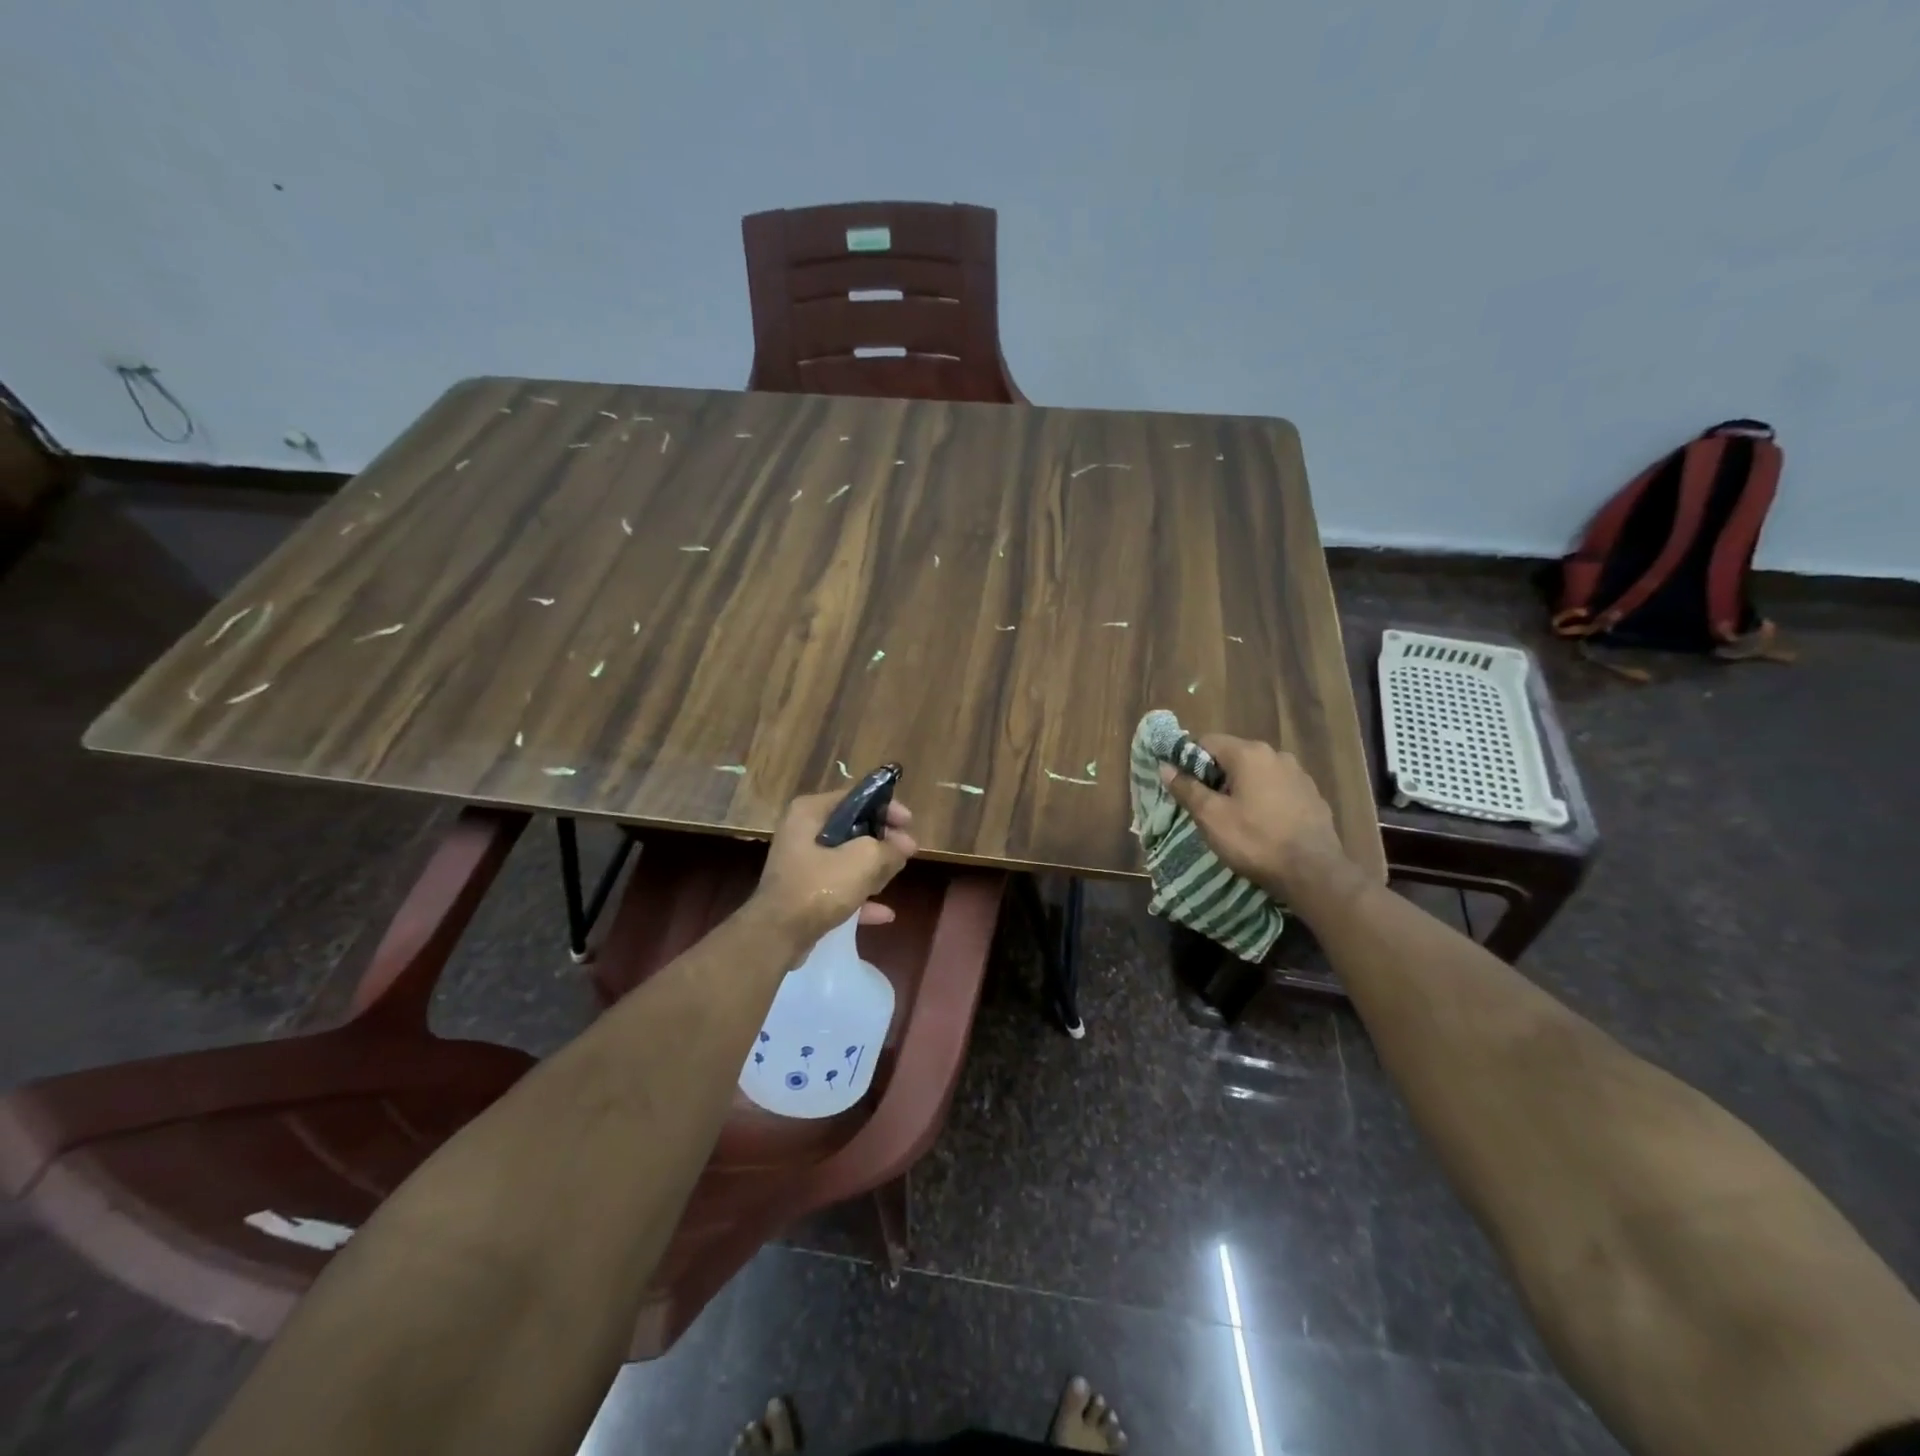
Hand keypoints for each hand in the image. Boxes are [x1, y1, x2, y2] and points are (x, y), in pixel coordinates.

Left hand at [750, 791, 917, 945]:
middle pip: (852, 829)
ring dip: (873, 869)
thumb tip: (905, 845)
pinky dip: (860, 896)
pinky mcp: (803, 893)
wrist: (777, 936)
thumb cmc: (819, 887)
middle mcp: (802, 832)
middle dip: (882, 841)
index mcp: (810, 812)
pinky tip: (885, 913)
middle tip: (907, 852)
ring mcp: (801, 864)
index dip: (886, 808)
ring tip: (896, 876)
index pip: (855, 797)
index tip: (909, 823)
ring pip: (847, 859)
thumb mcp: (863, 861)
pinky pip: (838, 887)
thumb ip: (889, 848)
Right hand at [1158, 735, 1358, 904]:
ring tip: (1235, 817)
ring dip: (1241, 788)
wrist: (1313, 872)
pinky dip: (1264, 799)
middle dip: (1216, 776)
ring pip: (1257, 773)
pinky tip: (1263, 824)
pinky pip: (1278, 789)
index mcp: (1249, 754)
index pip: (1207, 741)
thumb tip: (1165, 767)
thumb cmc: (1255, 841)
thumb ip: (1187, 788)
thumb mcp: (1211, 817)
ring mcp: (1298, 774)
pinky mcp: (1312, 795)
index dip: (1189, 760)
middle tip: (1205, 806)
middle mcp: (1276, 755)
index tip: (1183, 786)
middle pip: (1233, 756)